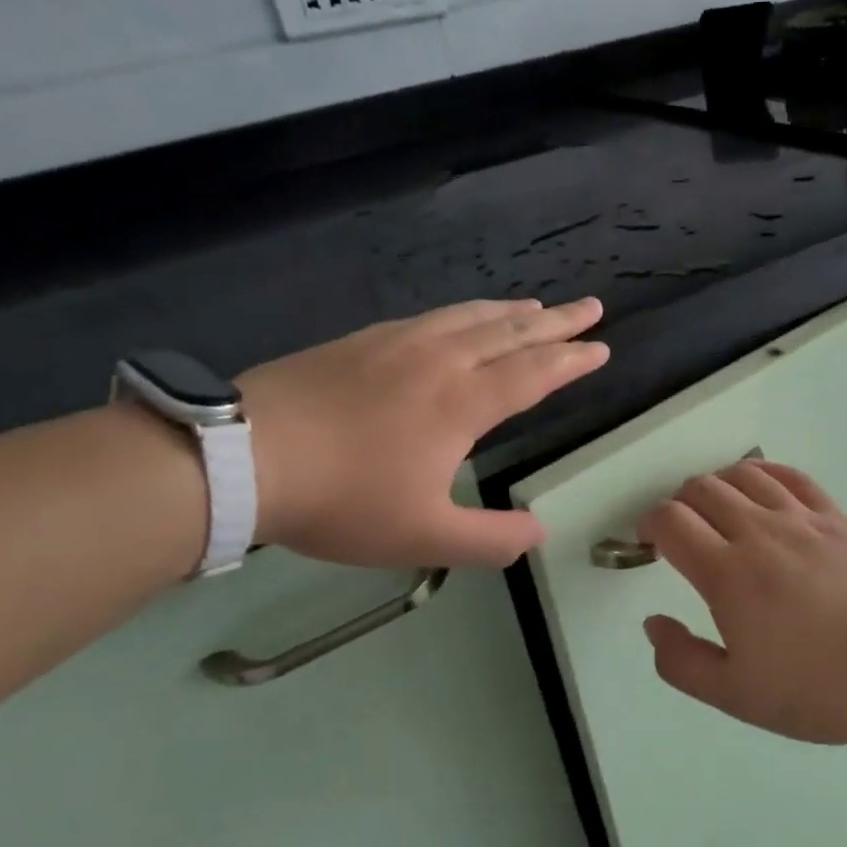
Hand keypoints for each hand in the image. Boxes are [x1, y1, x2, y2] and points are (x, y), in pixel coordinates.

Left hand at [236, 298, 607, 567]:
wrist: (245, 456)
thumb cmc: (344, 499)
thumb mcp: (424, 536)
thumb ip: (491, 540)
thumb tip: (539, 533)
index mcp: (463, 402)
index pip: (534, 374)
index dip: (571, 361)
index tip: (600, 347)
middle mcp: (441, 360)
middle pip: (511, 333)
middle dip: (557, 322)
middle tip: (590, 307)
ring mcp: (399, 343)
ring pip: (471, 317)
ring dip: (511, 312)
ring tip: (536, 307)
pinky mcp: (363, 340)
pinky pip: (431, 316)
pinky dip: (464, 312)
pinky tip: (460, 318)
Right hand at [636, 459, 846, 747]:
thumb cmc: (817, 689)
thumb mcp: (736, 695)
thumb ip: (681, 661)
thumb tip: (653, 623)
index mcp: (727, 574)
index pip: (671, 521)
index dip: (649, 524)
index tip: (649, 542)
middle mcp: (758, 533)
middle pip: (702, 489)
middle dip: (678, 504)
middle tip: (681, 534)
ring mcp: (801, 519)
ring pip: (743, 475)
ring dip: (716, 485)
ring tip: (716, 510)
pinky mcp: (836, 517)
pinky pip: (791, 476)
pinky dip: (763, 472)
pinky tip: (759, 485)